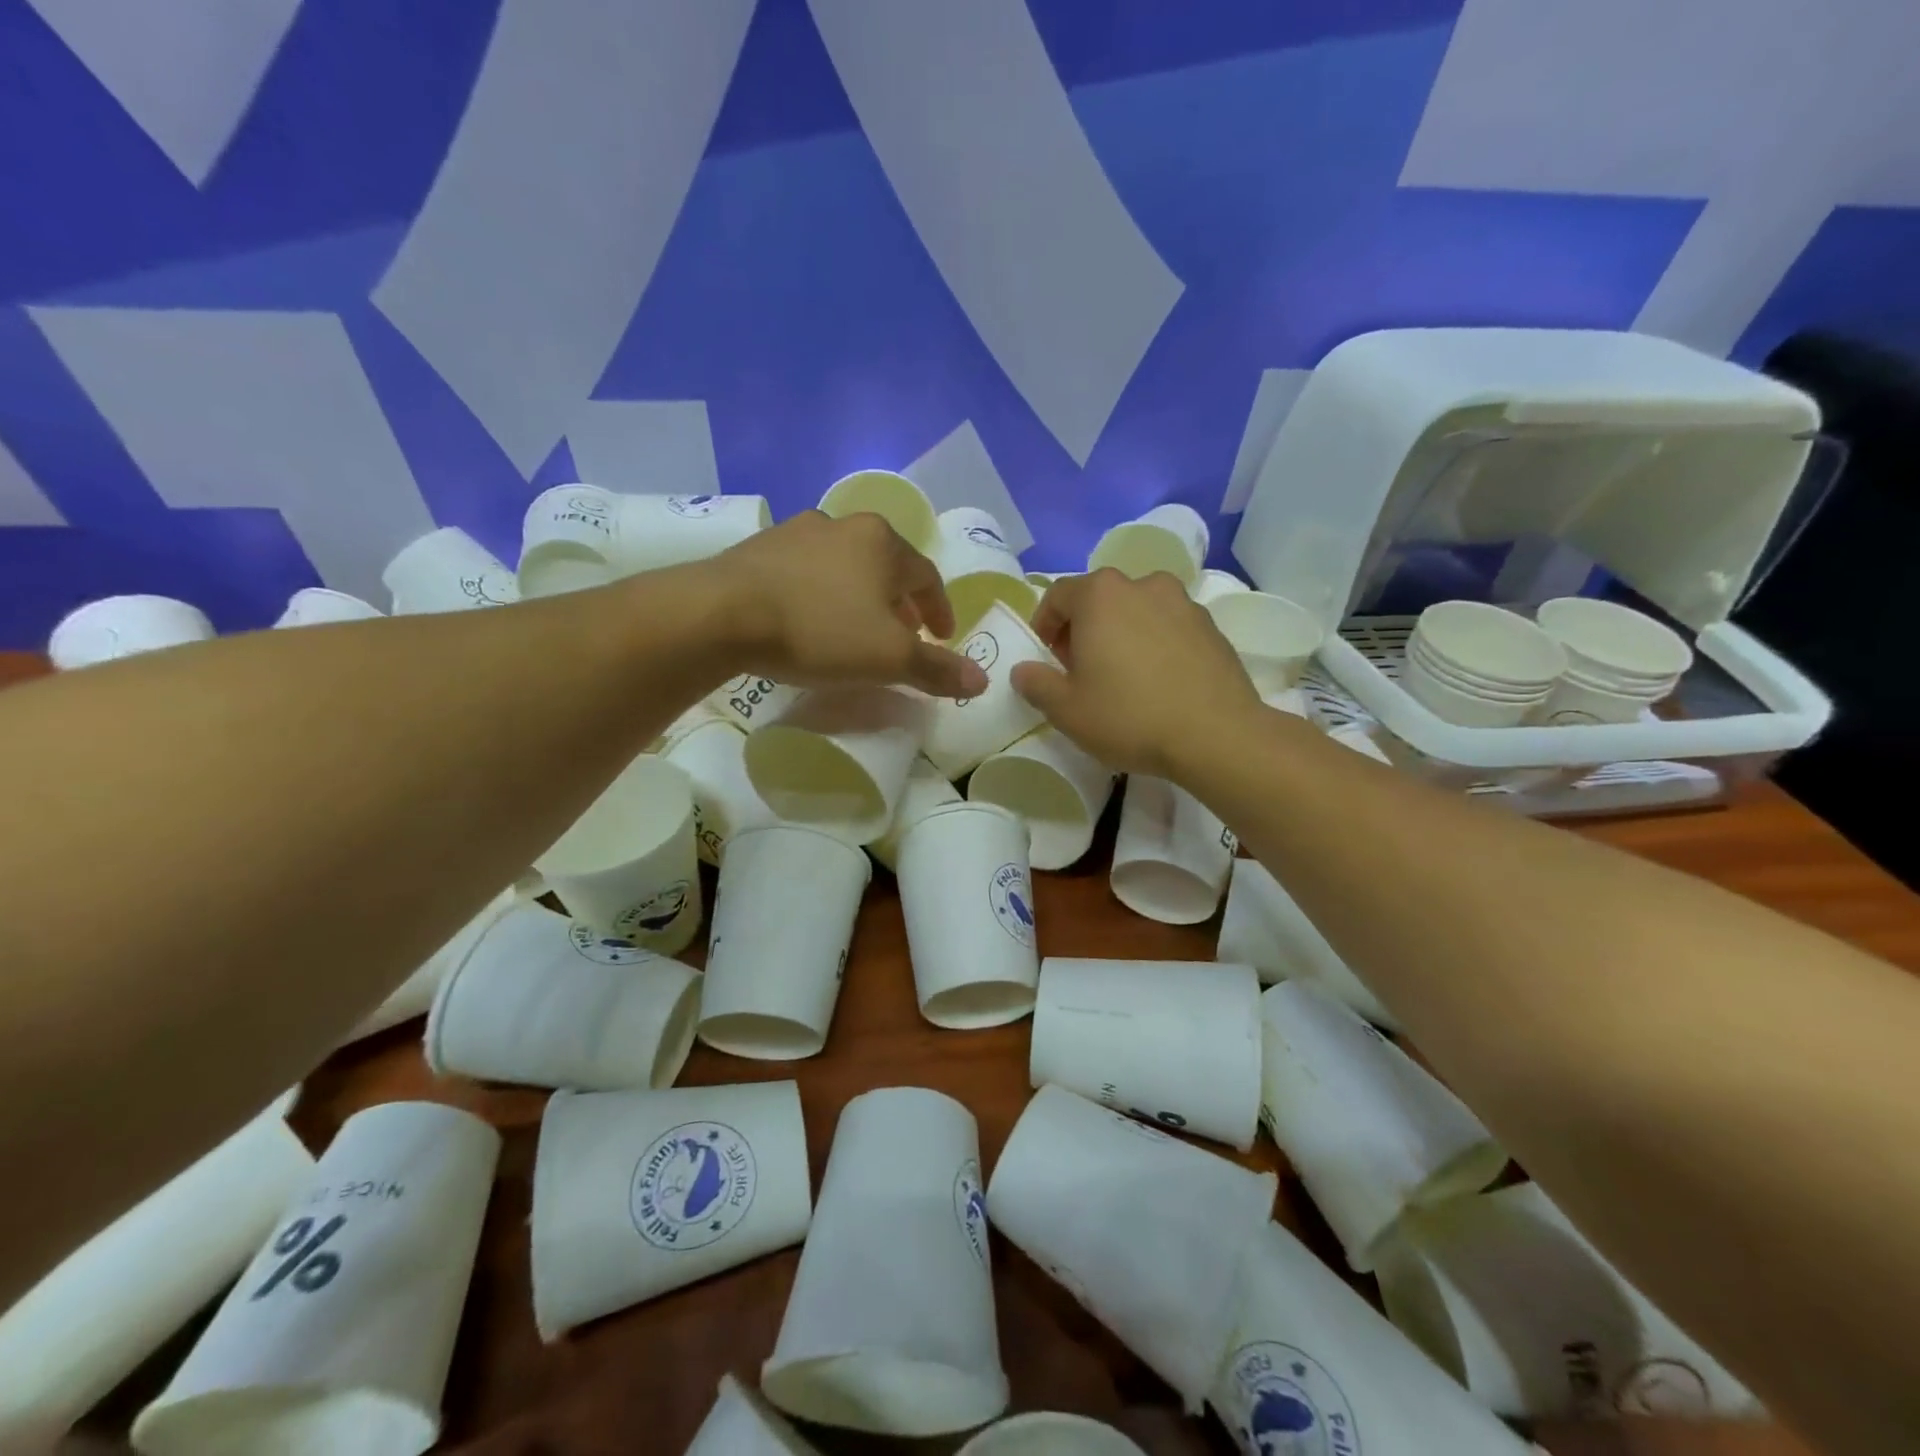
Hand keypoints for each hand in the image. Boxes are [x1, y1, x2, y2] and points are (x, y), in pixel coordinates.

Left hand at [707, 511, 986, 698]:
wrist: (722, 614)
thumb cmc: (820, 630)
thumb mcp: (888, 658)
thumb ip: (937, 668)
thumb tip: (982, 680)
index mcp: (883, 542)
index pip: (928, 576)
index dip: (940, 610)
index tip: (942, 637)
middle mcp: (844, 525)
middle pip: (887, 566)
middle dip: (901, 602)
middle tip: (904, 634)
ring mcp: (797, 531)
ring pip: (846, 565)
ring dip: (861, 595)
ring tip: (857, 628)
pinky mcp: (760, 548)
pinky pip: (807, 571)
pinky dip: (822, 593)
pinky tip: (810, 618)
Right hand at [1010, 569, 1261, 775]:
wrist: (1216, 735)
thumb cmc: (1129, 716)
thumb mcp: (1066, 710)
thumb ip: (1036, 684)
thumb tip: (1023, 671)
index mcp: (1101, 594)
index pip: (1058, 595)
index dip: (1044, 625)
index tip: (1046, 658)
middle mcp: (1142, 585)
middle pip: (1099, 599)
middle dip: (1082, 629)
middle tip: (1079, 670)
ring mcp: (1182, 602)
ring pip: (1136, 610)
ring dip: (1120, 634)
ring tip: (1121, 676)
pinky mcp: (1211, 626)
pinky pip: (1167, 627)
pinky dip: (1153, 644)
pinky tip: (1156, 682)